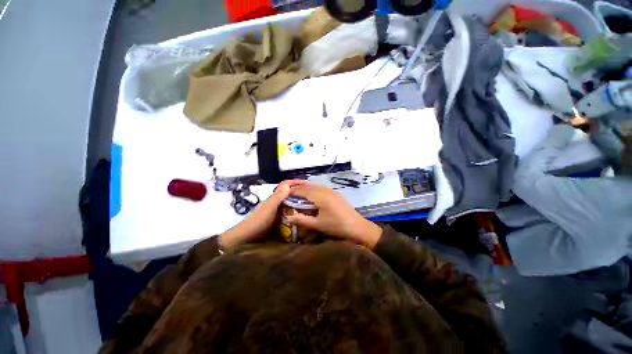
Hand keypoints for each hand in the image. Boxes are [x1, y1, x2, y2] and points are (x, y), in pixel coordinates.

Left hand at [219, 180, 305, 249]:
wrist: (247, 240)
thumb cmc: (257, 223)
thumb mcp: (269, 210)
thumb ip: (277, 198)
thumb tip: (288, 184)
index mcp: (274, 198)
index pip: (286, 185)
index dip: (296, 182)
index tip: (309, 184)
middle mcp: (277, 203)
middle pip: (291, 194)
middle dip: (301, 192)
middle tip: (314, 197)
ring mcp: (278, 212)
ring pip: (291, 204)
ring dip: (301, 203)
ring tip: (313, 207)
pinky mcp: (279, 221)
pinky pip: (291, 214)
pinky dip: (298, 214)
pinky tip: (305, 218)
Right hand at [287, 184, 381, 248]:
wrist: (357, 227)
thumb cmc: (337, 227)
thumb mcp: (318, 225)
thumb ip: (302, 220)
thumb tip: (288, 216)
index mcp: (320, 196)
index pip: (302, 191)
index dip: (292, 191)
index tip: (282, 192)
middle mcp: (325, 190)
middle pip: (308, 185)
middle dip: (297, 186)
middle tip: (287, 188)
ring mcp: (332, 191)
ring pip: (315, 185)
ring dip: (305, 186)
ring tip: (297, 189)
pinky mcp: (336, 193)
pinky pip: (321, 187)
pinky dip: (313, 188)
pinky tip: (311, 193)